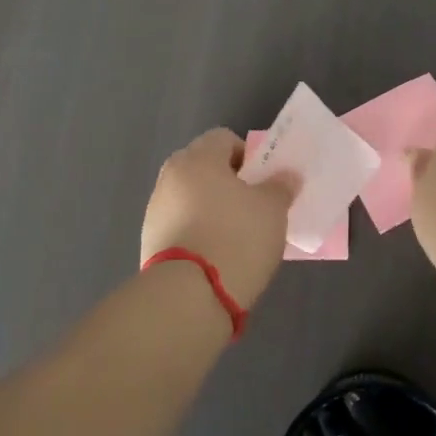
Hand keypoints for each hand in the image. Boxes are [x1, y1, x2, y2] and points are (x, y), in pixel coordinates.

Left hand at [141, 128, 295, 309]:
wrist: (188, 297)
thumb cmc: (236, 238)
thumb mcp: (273, 209)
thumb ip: (280, 186)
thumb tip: (285, 176)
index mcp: (198, 158)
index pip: (224, 138)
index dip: (248, 156)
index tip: (263, 183)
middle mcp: (170, 176)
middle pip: (204, 168)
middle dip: (229, 183)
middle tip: (253, 208)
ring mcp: (155, 210)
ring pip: (191, 198)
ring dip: (211, 210)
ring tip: (236, 238)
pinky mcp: (150, 242)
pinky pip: (181, 226)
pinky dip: (198, 234)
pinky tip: (216, 257)